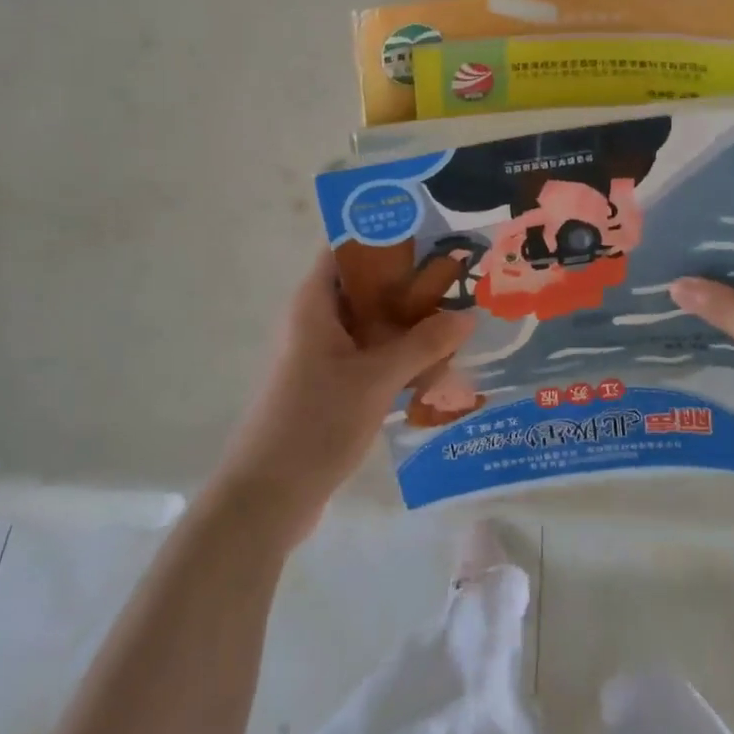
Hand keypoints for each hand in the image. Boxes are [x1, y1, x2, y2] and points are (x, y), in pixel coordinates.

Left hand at [212, 248, 475, 542]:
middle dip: (411, 284)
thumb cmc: (315, 422)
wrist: (266, 499)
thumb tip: (467, 315)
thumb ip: (423, 344)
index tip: (433, 233)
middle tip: (461, 279)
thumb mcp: (376, 378)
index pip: (349, 248)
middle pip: (367, 287)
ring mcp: (322, 355)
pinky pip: (370, 356)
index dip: (388, 235)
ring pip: (372, 325)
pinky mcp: (330, 385)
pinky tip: (437, 367)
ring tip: (460, 320)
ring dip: (409, 324)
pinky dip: (399, 356)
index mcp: (315, 303)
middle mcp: (316, 320)